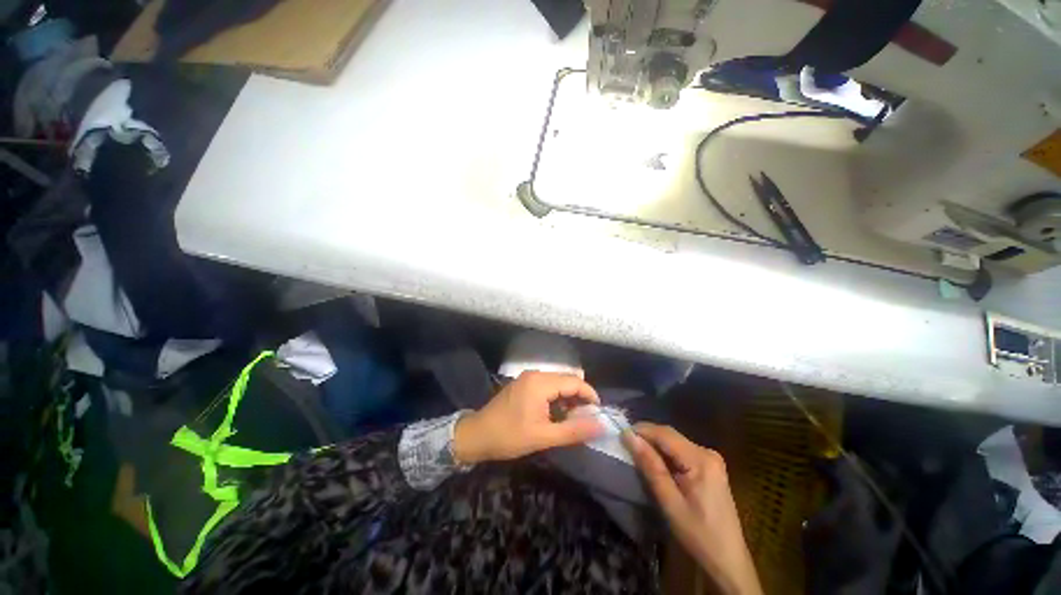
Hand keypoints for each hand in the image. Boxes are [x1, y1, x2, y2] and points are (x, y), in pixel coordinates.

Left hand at [453, 371, 603, 463]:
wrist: (477, 435)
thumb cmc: (509, 437)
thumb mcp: (543, 437)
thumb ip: (573, 430)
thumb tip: (601, 426)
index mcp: (540, 383)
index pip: (574, 382)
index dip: (590, 395)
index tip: (599, 413)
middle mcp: (535, 374)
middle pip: (566, 380)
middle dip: (580, 397)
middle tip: (587, 418)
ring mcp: (528, 377)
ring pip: (557, 382)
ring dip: (568, 397)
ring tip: (574, 418)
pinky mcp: (523, 383)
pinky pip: (547, 385)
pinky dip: (557, 397)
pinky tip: (557, 413)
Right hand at [624, 423, 762, 594]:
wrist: (728, 560)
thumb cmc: (698, 534)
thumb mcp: (670, 502)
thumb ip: (651, 466)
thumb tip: (630, 437)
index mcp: (701, 459)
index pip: (665, 434)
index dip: (641, 430)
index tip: (620, 434)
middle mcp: (707, 452)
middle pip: (670, 435)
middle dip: (647, 436)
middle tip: (625, 443)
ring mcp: (710, 459)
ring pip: (674, 442)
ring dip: (654, 444)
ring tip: (635, 450)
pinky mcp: (709, 467)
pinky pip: (681, 451)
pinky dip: (665, 453)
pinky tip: (654, 461)